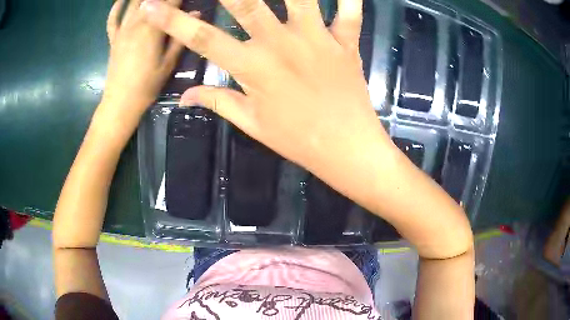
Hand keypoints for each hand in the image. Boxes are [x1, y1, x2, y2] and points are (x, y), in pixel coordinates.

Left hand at [101, 0, 187, 116]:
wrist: (120, 103)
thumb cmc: (147, 85)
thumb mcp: (168, 63)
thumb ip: (180, 37)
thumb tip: (196, 14)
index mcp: (152, 29)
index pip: (170, 2)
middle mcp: (137, 24)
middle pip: (151, 0)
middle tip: (168, 0)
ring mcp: (122, 30)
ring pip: (133, 4)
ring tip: (152, 0)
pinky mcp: (114, 39)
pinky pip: (112, 19)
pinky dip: (116, 7)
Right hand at [140, 0, 388, 184]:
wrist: (345, 149)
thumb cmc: (297, 140)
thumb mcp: (253, 124)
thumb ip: (218, 103)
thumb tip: (185, 97)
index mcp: (252, 67)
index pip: (201, 38)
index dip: (172, 21)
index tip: (151, 7)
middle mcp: (280, 44)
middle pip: (246, 3)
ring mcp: (316, 39)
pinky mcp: (345, 43)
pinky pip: (350, 14)